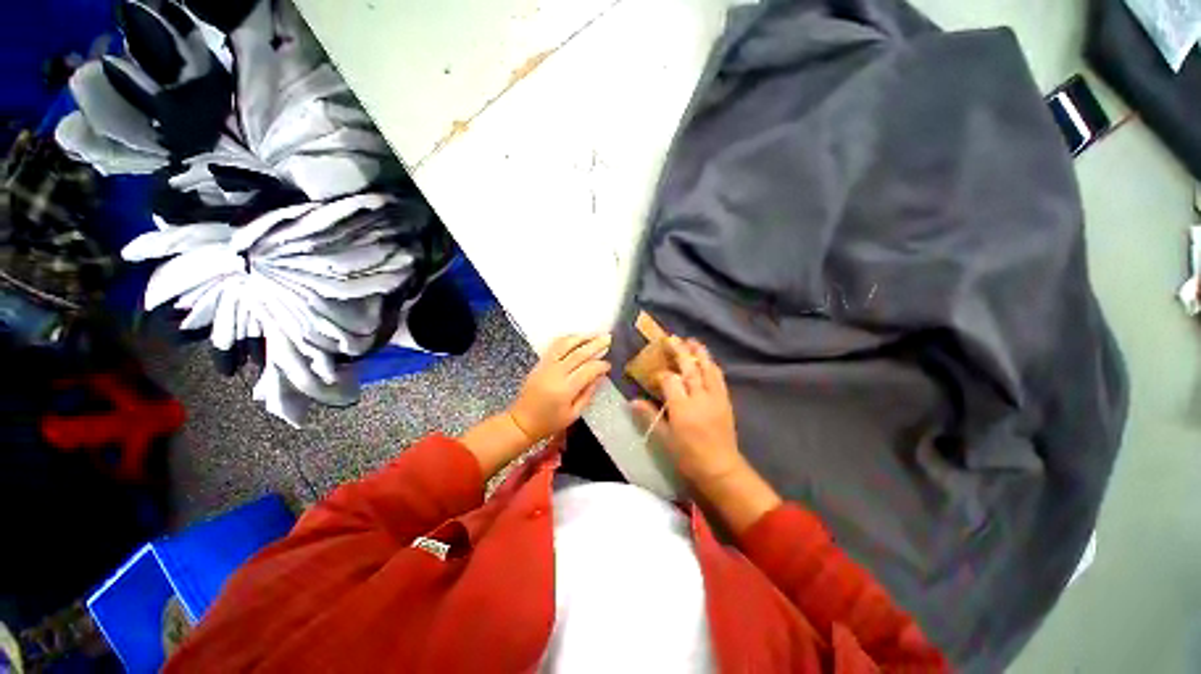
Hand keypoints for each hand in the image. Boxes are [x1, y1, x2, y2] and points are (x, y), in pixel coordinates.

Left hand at [508, 333, 611, 441]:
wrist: (522, 421)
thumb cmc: (549, 422)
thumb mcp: (573, 414)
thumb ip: (588, 394)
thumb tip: (600, 377)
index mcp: (565, 389)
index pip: (588, 370)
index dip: (601, 365)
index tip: (609, 365)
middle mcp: (556, 373)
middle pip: (578, 353)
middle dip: (595, 344)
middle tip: (608, 339)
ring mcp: (546, 365)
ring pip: (565, 345)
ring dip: (581, 337)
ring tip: (594, 334)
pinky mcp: (540, 363)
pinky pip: (554, 346)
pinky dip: (567, 339)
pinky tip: (577, 338)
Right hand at [631, 337, 744, 488]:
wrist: (720, 469)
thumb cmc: (688, 456)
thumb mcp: (664, 438)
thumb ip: (649, 416)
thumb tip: (632, 401)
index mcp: (682, 408)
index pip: (670, 380)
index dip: (661, 374)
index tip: (655, 373)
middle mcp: (699, 397)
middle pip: (689, 368)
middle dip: (680, 351)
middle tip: (672, 338)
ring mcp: (715, 397)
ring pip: (707, 368)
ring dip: (699, 353)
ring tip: (691, 341)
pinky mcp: (725, 400)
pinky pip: (719, 377)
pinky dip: (712, 366)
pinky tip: (707, 361)